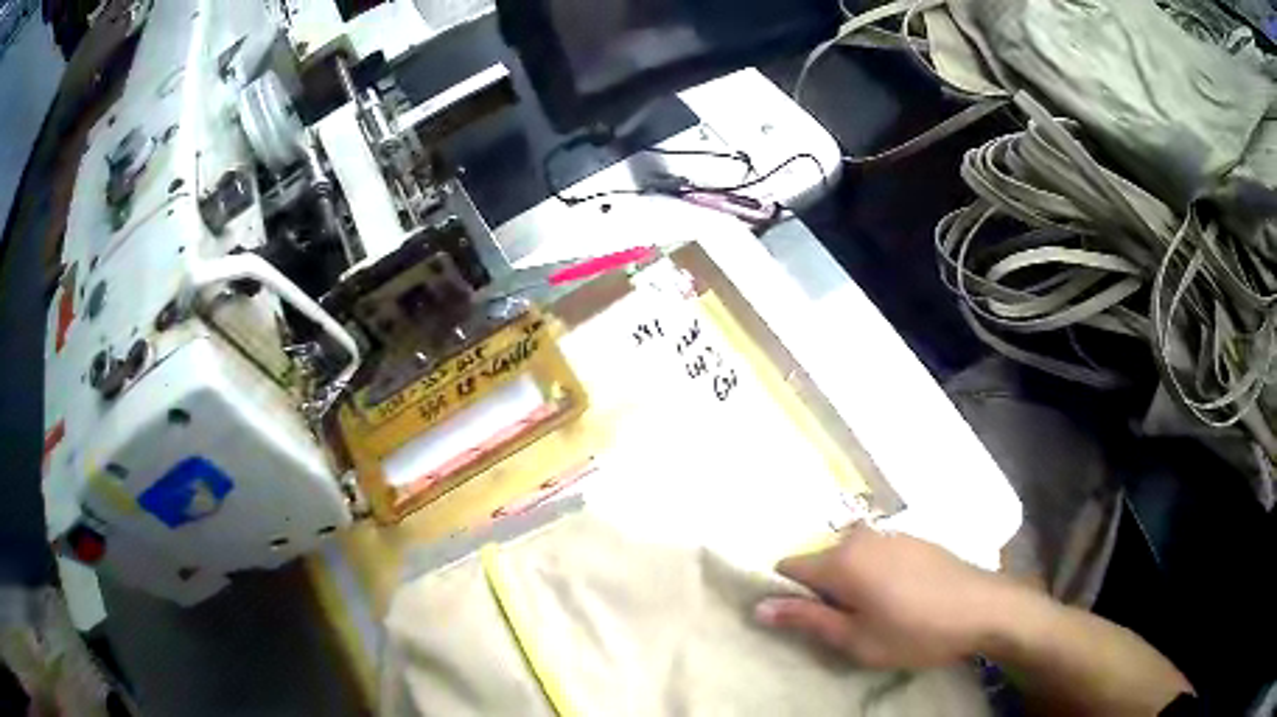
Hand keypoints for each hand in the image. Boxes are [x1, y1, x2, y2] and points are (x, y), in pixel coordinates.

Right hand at [755, 524, 1018, 668]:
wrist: (984, 608)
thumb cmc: (915, 631)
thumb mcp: (856, 639)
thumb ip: (807, 620)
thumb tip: (759, 607)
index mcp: (842, 560)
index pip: (789, 567)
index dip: (784, 594)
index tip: (796, 621)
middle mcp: (861, 537)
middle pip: (820, 562)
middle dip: (820, 592)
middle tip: (841, 626)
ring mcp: (890, 534)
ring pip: (848, 558)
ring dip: (847, 584)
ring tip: (872, 615)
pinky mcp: (912, 538)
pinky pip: (874, 554)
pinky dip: (871, 575)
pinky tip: (897, 599)